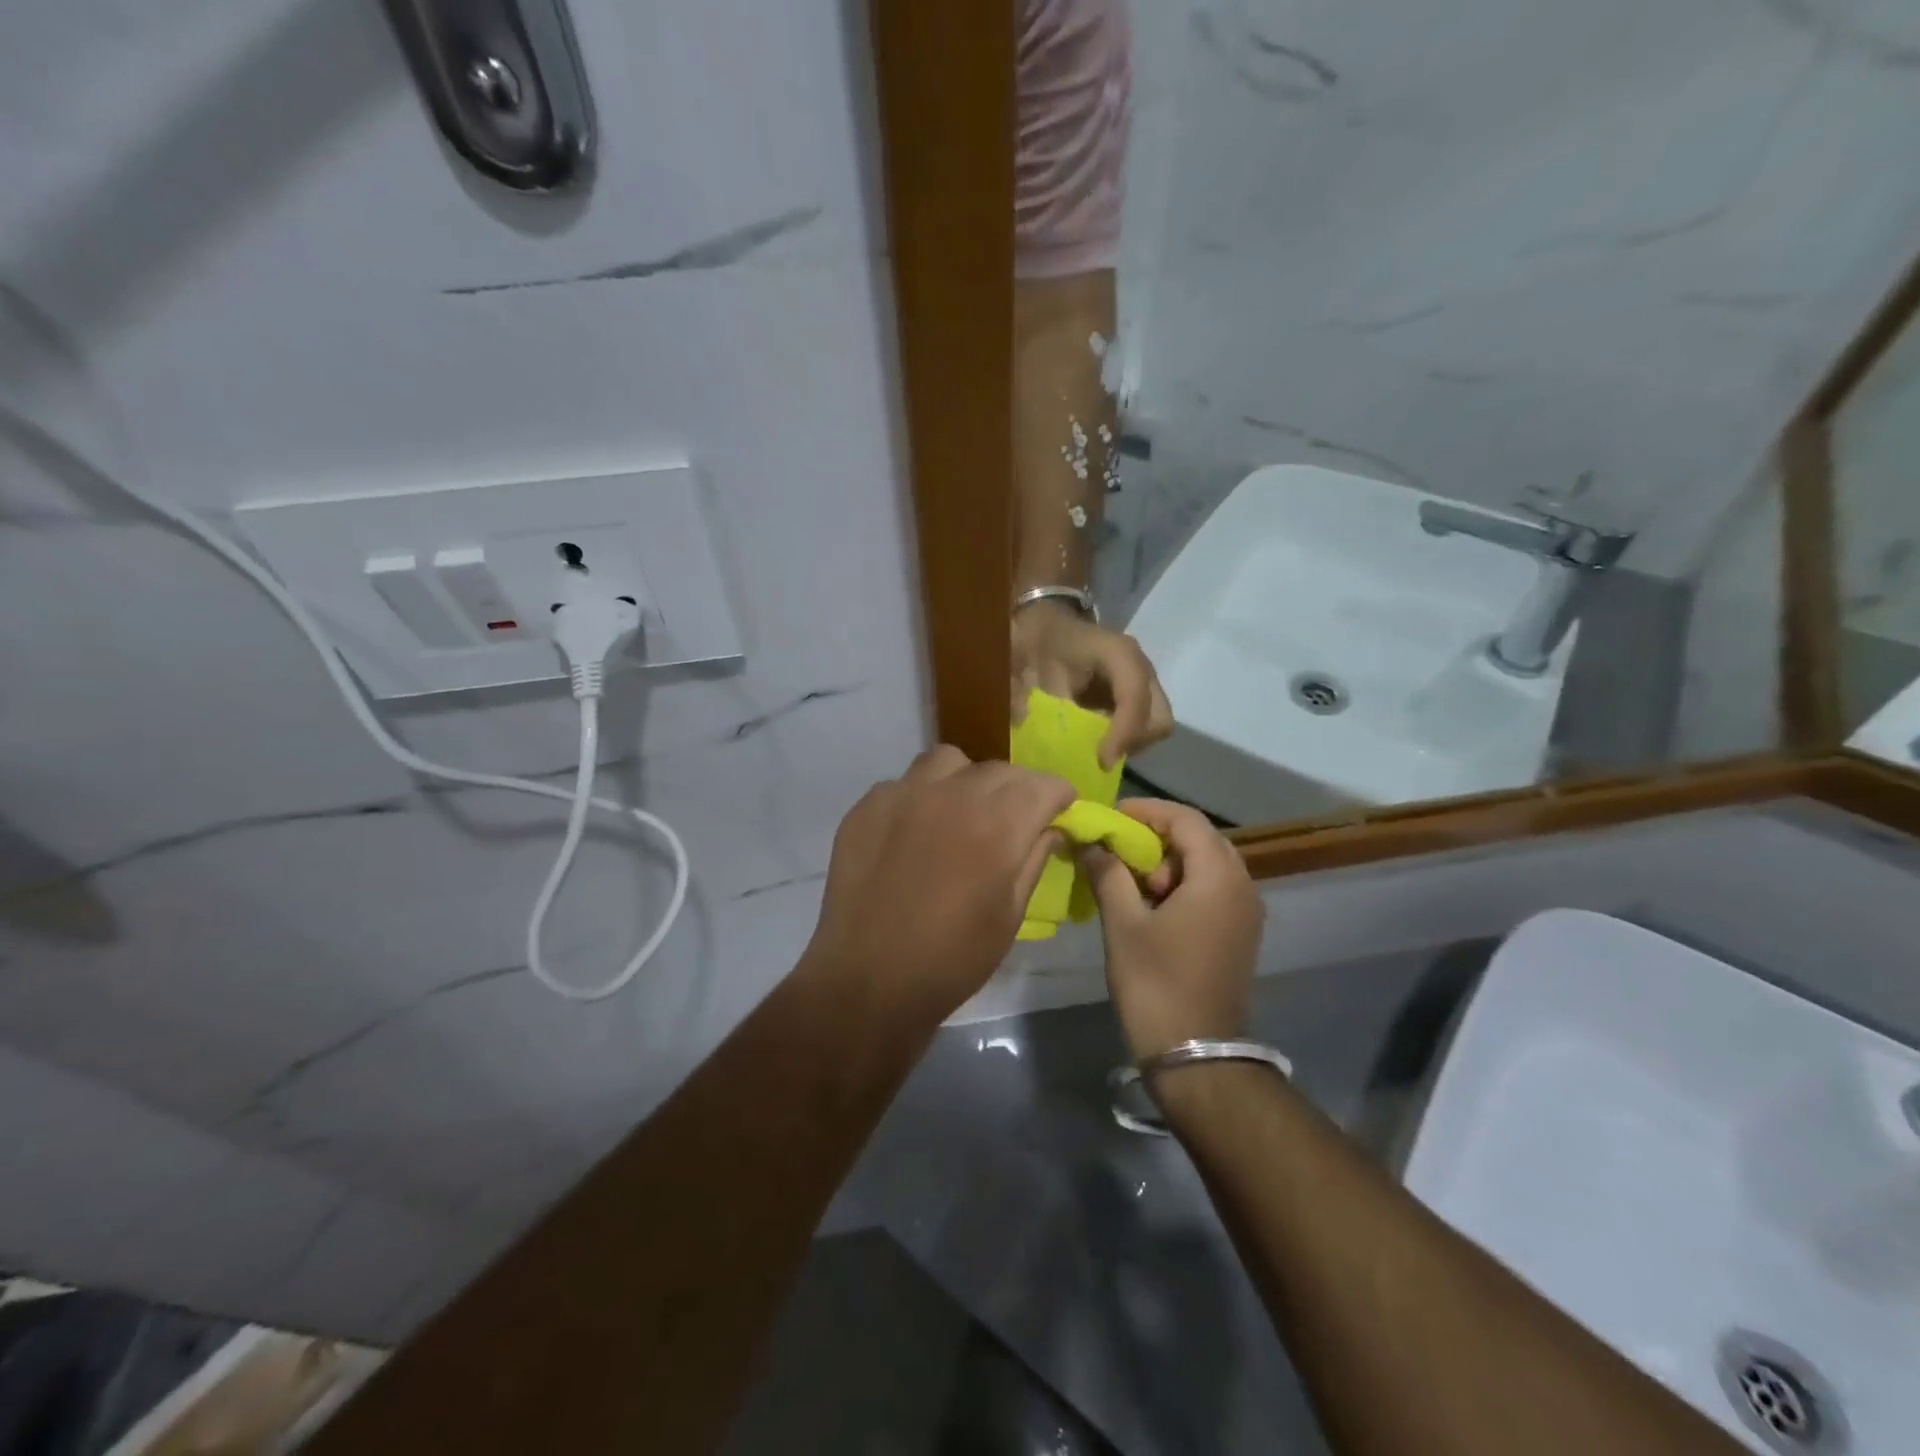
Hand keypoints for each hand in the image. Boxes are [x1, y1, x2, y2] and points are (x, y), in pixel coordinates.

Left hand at [805, 747, 1074, 1020]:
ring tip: (961, 813)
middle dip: (1017, 790)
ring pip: (948, 762)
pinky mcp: (867, 806)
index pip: (1043, 784)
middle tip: (1014, 820)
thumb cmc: (952, 959)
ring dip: (966, 781)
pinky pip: (905, 783)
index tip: (1060, 812)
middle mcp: (951, 794)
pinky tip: (915, 832)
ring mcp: (903, 794)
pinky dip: (921, 797)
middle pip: (999, 770)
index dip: (1058, 796)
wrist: (868, 981)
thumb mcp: (1010, 915)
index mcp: (997, 823)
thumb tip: (1050, 828)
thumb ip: (1033, 859)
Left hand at [1011, 601, 1172, 768]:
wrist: (1047, 629)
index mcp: (1116, 652)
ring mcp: (1143, 683)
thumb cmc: (1039, 642)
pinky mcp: (1139, 698)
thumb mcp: (1025, 663)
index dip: (1124, 732)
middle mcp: (1139, 667)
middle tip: (1099, 756)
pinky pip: (1144, 728)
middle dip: (1131, 742)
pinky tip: (1097, 741)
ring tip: (1096, 749)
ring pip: (1155, 727)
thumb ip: (1021, 691)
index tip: (1101, 760)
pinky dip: (1125, 741)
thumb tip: (1023, 721)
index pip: (1134, 695)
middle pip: (1158, 718)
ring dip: (1129, 744)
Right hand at [1080, 799, 1263, 1059]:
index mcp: (1218, 877)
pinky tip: (1152, 906)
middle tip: (1120, 851)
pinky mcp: (1240, 935)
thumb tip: (1091, 843)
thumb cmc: (1156, 984)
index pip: (1186, 820)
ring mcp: (1246, 913)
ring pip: (1207, 865)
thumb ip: (1107, 873)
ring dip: (1169, 863)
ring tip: (1132, 882)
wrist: (1196, 1056)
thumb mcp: (1123, 923)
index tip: (1112, 818)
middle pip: (1200, 839)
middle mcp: (1242, 886)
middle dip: (1157, 838)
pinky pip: (1213, 890)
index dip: (1147, 811)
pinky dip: (1182, 885)